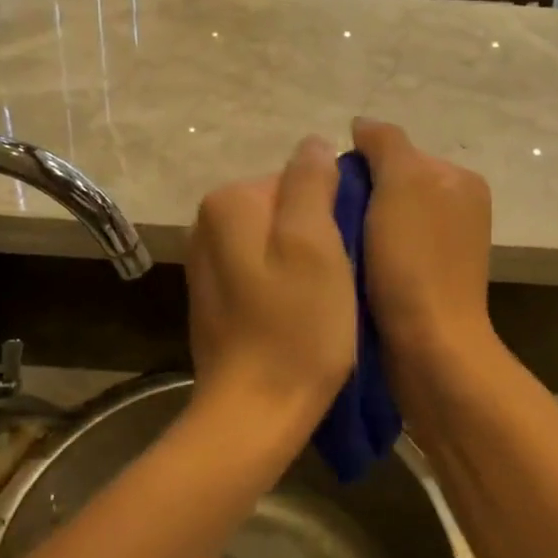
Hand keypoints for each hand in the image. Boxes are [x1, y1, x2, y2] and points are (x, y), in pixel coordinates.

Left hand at [186, 136, 355, 440]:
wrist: (253, 413)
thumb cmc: (296, 325)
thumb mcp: (315, 243)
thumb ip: (311, 182)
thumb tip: (315, 144)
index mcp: (229, 201)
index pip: (299, 179)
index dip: (334, 211)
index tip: (350, 251)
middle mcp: (207, 223)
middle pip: (287, 208)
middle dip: (319, 235)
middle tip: (342, 278)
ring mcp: (208, 262)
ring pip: (278, 240)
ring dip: (308, 262)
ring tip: (326, 301)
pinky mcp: (216, 296)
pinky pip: (264, 270)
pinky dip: (288, 284)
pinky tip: (302, 315)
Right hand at [349, 119, 496, 378]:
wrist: (430, 348)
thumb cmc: (415, 260)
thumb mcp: (401, 183)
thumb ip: (384, 144)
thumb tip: (362, 125)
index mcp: (460, 180)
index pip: (396, 152)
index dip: (358, 166)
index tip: (329, 193)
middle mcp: (458, 209)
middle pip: (389, 187)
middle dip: (357, 199)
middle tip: (325, 221)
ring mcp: (445, 248)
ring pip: (384, 222)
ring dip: (357, 230)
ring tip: (332, 247)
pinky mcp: (427, 282)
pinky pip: (387, 253)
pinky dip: (365, 256)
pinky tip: (347, 269)